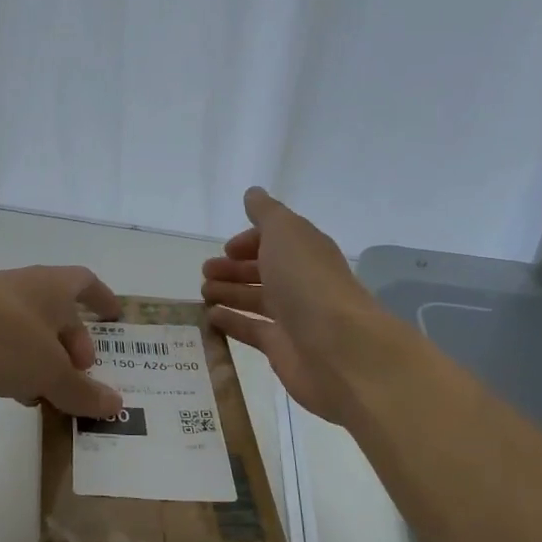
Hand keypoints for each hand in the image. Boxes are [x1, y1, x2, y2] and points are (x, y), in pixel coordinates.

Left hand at [0, 266, 123, 417]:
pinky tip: (14, 395)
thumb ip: (80, 390)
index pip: (83, 283)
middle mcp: (19, 292)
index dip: (101, 298)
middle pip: (55, 313)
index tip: (114, 316)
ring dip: (41, 361)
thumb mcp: (49, 368)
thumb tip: (115, 404)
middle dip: (71, 342)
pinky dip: (13, 370)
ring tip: (52, 394)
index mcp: (48, 287)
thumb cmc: (0, 335)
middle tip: (82, 374)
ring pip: (25, 335)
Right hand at [201, 187, 398, 425]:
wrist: (338, 348)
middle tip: (205, 272)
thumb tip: (253, 193)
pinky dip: (231, 322)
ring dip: (229, 293)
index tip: (226, 249)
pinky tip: (210, 318)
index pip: (276, 241)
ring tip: (203, 293)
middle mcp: (301, 281)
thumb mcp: (284, 232)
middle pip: (264, 271)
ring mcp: (293, 317)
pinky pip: (252, 330)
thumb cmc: (307, 281)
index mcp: (305, 251)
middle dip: (234, 268)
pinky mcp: (282, 348)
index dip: (250, 241)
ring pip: (256, 300)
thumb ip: (266, 213)